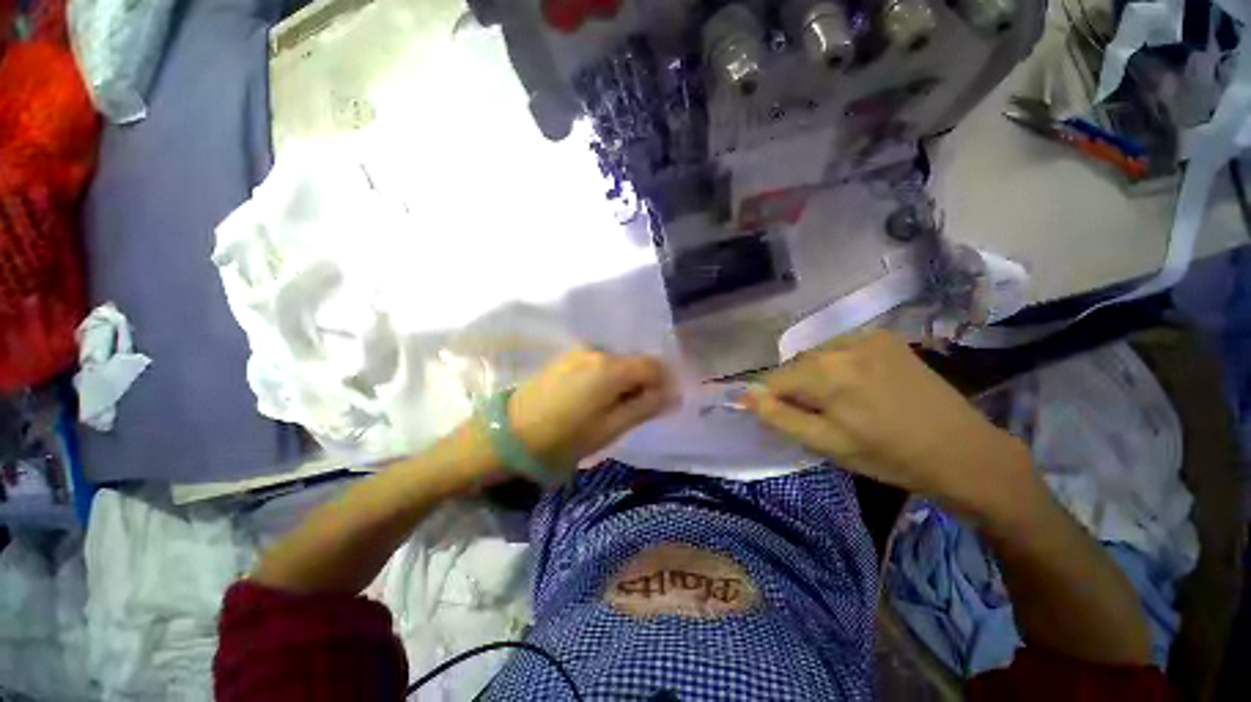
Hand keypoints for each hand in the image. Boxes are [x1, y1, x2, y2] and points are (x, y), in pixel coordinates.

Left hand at [507, 348, 677, 472]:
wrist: (508, 434)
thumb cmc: (564, 438)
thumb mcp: (610, 428)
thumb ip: (645, 407)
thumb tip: (674, 394)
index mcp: (611, 368)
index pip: (654, 365)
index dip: (664, 383)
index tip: (661, 403)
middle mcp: (597, 351)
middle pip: (635, 361)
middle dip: (642, 383)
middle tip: (634, 411)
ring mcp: (578, 351)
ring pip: (616, 362)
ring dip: (623, 381)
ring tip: (610, 408)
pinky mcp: (565, 357)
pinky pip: (598, 362)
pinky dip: (605, 377)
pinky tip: (593, 398)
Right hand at [744, 330, 1032, 515]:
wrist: (962, 450)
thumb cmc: (888, 455)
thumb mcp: (826, 444)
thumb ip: (780, 417)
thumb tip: (747, 396)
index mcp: (826, 372)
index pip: (774, 379)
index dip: (772, 399)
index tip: (783, 417)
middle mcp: (842, 344)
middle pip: (796, 365)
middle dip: (796, 387)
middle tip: (818, 415)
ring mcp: (867, 336)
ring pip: (818, 354)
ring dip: (816, 374)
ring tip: (839, 400)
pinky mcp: (886, 337)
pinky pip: (843, 347)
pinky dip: (838, 363)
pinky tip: (858, 383)